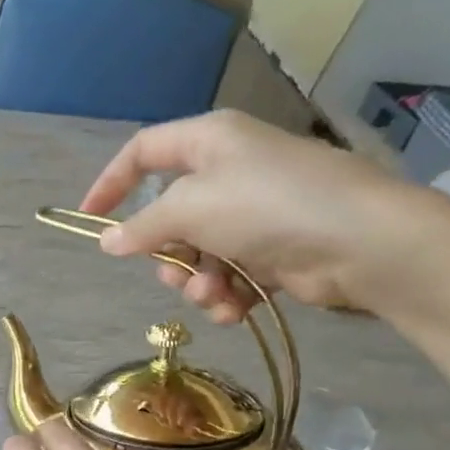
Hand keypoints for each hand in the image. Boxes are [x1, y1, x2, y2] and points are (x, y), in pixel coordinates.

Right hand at [80, 110, 409, 322]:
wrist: (360, 242)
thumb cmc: (267, 206)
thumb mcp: (190, 209)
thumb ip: (142, 227)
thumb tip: (107, 242)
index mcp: (209, 141)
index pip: (143, 151)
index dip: (111, 182)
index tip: (89, 219)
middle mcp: (229, 171)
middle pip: (169, 215)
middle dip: (166, 253)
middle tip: (172, 271)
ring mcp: (253, 212)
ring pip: (197, 252)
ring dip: (197, 281)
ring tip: (213, 294)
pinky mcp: (273, 250)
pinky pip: (229, 273)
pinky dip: (226, 294)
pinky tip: (234, 308)